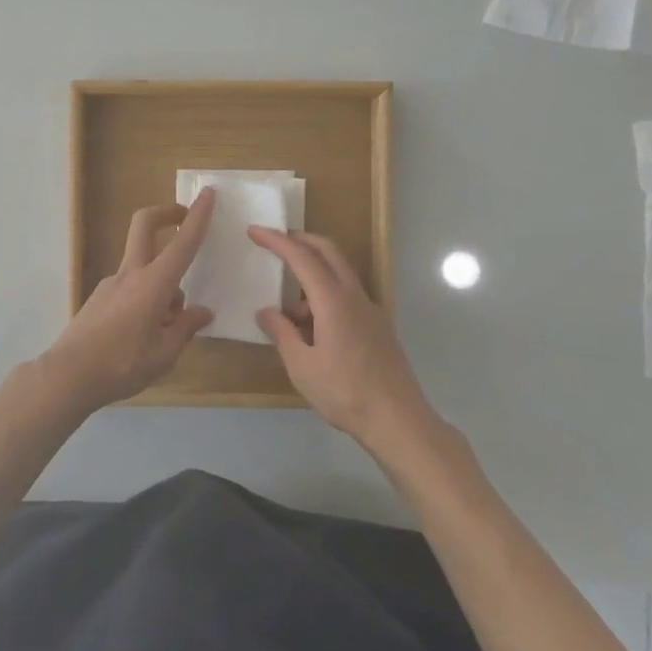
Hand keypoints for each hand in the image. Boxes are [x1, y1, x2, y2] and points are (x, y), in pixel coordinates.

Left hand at [39, 189, 216, 410]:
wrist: (68, 376)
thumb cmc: (122, 365)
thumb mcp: (164, 354)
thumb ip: (185, 328)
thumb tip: (202, 312)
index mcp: (153, 284)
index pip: (182, 243)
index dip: (198, 217)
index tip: (208, 194)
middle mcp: (130, 275)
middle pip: (144, 226)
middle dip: (166, 213)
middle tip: (184, 219)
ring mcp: (110, 284)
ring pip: (142, 268)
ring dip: (161, 283)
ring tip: (168, 330)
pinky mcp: (98, 299)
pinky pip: (130, 289)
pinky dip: (145, 299)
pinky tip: (144, 336)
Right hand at [249, 228, 435, 450]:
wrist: (398, 420)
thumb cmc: (344, 392)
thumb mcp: (301, 365)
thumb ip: (282, 333)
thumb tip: (266, 312)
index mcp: (333, 301)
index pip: (302, 257)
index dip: (277, 241)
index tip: (254, 230)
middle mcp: (354, 296)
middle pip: (328, 252)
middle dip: (300, 240)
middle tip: (274, 242)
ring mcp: (369, 310)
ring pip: (338, 274)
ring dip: (312, 274)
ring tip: (286, 311)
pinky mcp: (376, 326)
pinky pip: (346, 295)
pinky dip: (324, 295)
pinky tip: (311, 327)